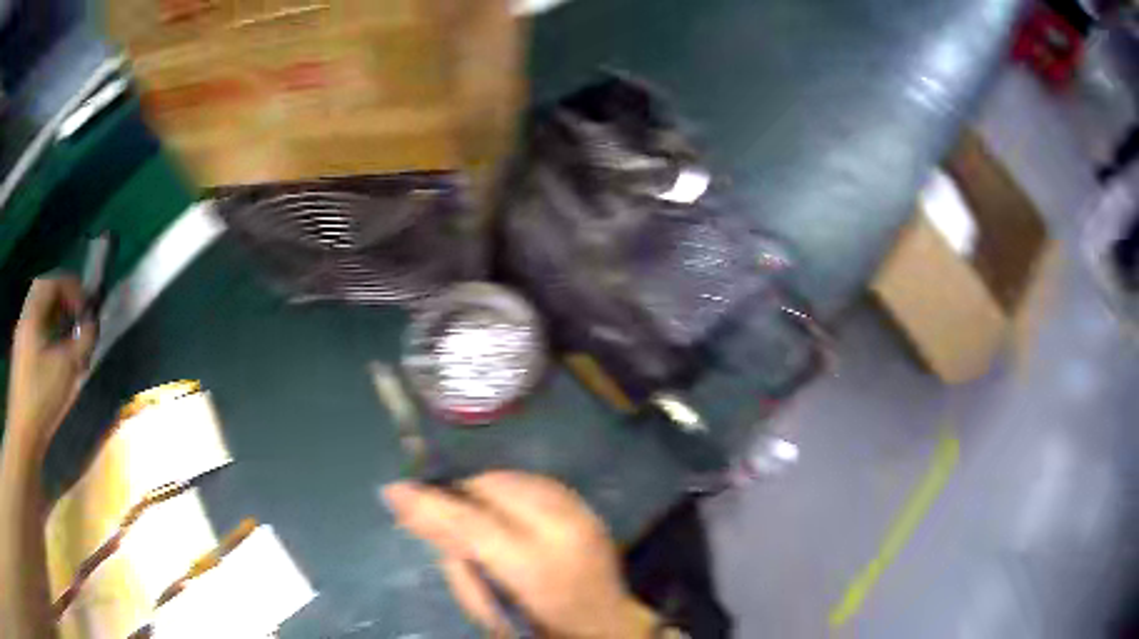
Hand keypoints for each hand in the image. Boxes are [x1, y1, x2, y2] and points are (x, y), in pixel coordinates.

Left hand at [6, 277, 96, 459]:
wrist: (23, 433)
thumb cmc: (41, 397)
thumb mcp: (65, 369)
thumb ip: (82, 342)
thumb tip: (93, 324)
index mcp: (33, 313)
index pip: (53, 281)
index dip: (72, 288)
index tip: (86, 308)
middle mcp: (26, 318)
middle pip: (46, 294)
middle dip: (65, 301)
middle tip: (80, 318)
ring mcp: (23, 338)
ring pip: (41, 314)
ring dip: (58, 318)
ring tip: (72, 338)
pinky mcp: (23, 358)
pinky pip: (38, 331)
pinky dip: (51, 334)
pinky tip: (59, 356)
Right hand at [383, 471, 657, 638]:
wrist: (607, 625)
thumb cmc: (541, 627)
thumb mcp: (491, 610)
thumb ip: (457, 564)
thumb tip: (423, 518)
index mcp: (534, 566)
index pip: (469, 522)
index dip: (429, 504)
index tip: (394, 490)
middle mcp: (561, 530)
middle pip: (493, 487)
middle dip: (459, 492)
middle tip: (440, 507)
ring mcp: (580, 514)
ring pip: (514, 478)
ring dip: (484, 488)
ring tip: (471, 508)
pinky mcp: (588, 508)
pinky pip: (537, 481)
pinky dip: (510, 488)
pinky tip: (501, 506)